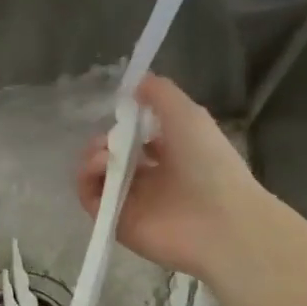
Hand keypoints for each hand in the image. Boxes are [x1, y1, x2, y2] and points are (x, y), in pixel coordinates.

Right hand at [76, 74, 271, 281]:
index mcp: (171, 155)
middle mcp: (150, 180)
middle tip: (108, 139)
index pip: (137, 139)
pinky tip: (100, 166)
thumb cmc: (208, 163)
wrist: (219, 221)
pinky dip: (87, 180)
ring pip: (97, 176)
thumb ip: (160, 93)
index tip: (120, 112)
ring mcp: (132, 203)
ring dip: (91, 157)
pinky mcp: (116, 223)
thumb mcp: (188, 114)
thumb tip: (135, 82)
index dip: (124, 124)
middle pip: (111, 157)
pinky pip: (91, 199)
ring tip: (103, 154)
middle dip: (102, 141)